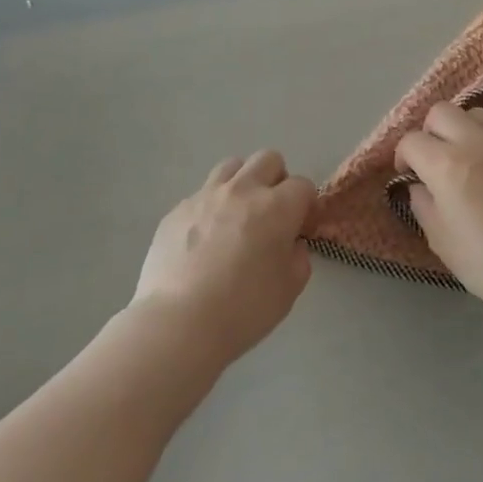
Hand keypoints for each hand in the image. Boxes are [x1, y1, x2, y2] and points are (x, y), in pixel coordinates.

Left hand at [133, 150, 315, 363]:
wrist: (179, 322)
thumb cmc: (243, 309)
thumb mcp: (289, 289)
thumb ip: (298, 258)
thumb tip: (290, 243)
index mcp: (276, 207)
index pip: (303, 185)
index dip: (306, 205)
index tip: (301, 227)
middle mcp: (242, 190)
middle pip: (268, 159)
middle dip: (277, 180)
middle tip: (272, 213)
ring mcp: (205, 196)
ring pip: (231, 166)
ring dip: (242, 183)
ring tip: (237, 216)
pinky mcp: (176, 210)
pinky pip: (200, 195)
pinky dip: (210, 208)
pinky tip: (203, 240)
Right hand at [394, 103, 482, 305]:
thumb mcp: (440, 239)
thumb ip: (422, 204)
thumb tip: (418, 185)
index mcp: (445, 164)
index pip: (411, 140)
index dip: (402, 156)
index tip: (407, 175)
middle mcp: (474, 142)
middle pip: (441, 112)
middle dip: (430, 132)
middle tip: (432, 159)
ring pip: (475, 114)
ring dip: (462, 129)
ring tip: (464, 156)